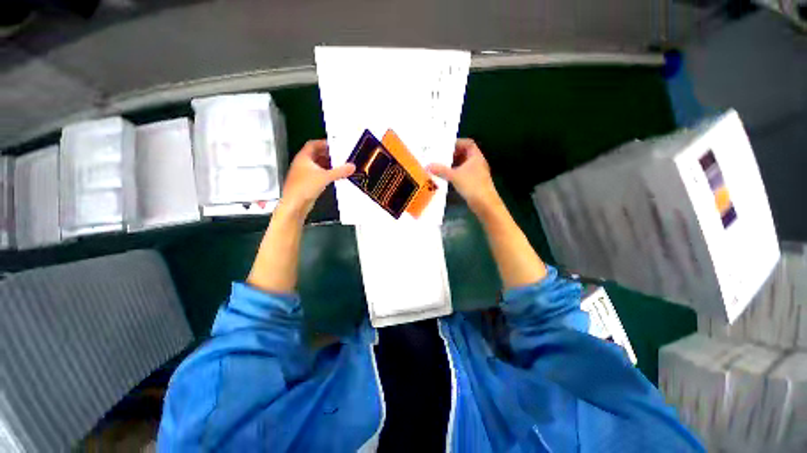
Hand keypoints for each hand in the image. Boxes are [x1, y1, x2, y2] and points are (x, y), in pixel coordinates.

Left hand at [279, 140, 354, 217]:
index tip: (334, 145)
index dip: (324, 143)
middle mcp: (302, 164)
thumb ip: (340, 171)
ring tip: (338, 166)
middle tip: (338, 156)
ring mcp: (304, 174)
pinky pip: (318, 175)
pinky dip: (325, 174)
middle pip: (316, 155)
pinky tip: (332, 177)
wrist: (295, 204)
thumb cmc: (303, 188)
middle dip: (328, 155)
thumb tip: (350, 167)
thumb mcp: (325, 177)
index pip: (313, 144)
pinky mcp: (307, 183)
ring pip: (317, 165)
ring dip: (327, 165)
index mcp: (303, 157)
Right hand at [427, 139, 500, 213]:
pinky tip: (447, 178)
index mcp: (476, 156)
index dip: (458, 143)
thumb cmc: (471, 185)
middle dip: (453, 155)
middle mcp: (477, 162)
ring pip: (464, 165)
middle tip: (441, 157)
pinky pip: (463, 174)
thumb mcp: (454, 176)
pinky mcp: (474, 182)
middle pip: (465, 154)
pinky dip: (456, 174)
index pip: (468, 143)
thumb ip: (441, 170)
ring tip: (441, 166)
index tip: (446, 146)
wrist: (484, 203)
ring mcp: (477, 173)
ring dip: (453, 165)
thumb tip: (427, 166)